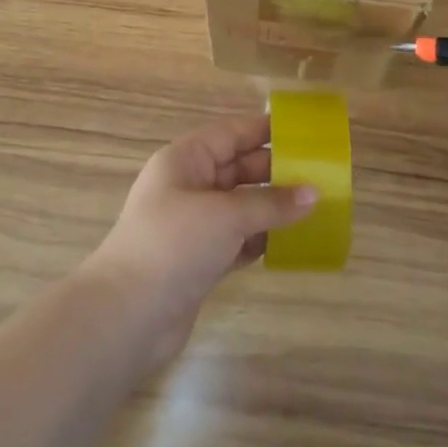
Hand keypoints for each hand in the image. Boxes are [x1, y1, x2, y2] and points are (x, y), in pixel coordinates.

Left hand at [86, 115, 317, 364]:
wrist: (127, 315)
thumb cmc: (173, 244)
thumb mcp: (225, 215)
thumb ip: (271, 203)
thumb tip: (314, 193)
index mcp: (185, 160)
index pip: (231, 133)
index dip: (265, 130)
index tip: (304, 132)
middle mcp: (188, 186)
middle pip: (238, 168)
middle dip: (276, 171)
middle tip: (320, 173)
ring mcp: (194, 225)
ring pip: (241, 205)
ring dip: (273, 207)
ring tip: (316, 206)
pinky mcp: (200, 260)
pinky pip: (239, 239)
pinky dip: (263, 238)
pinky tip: (293, 241)